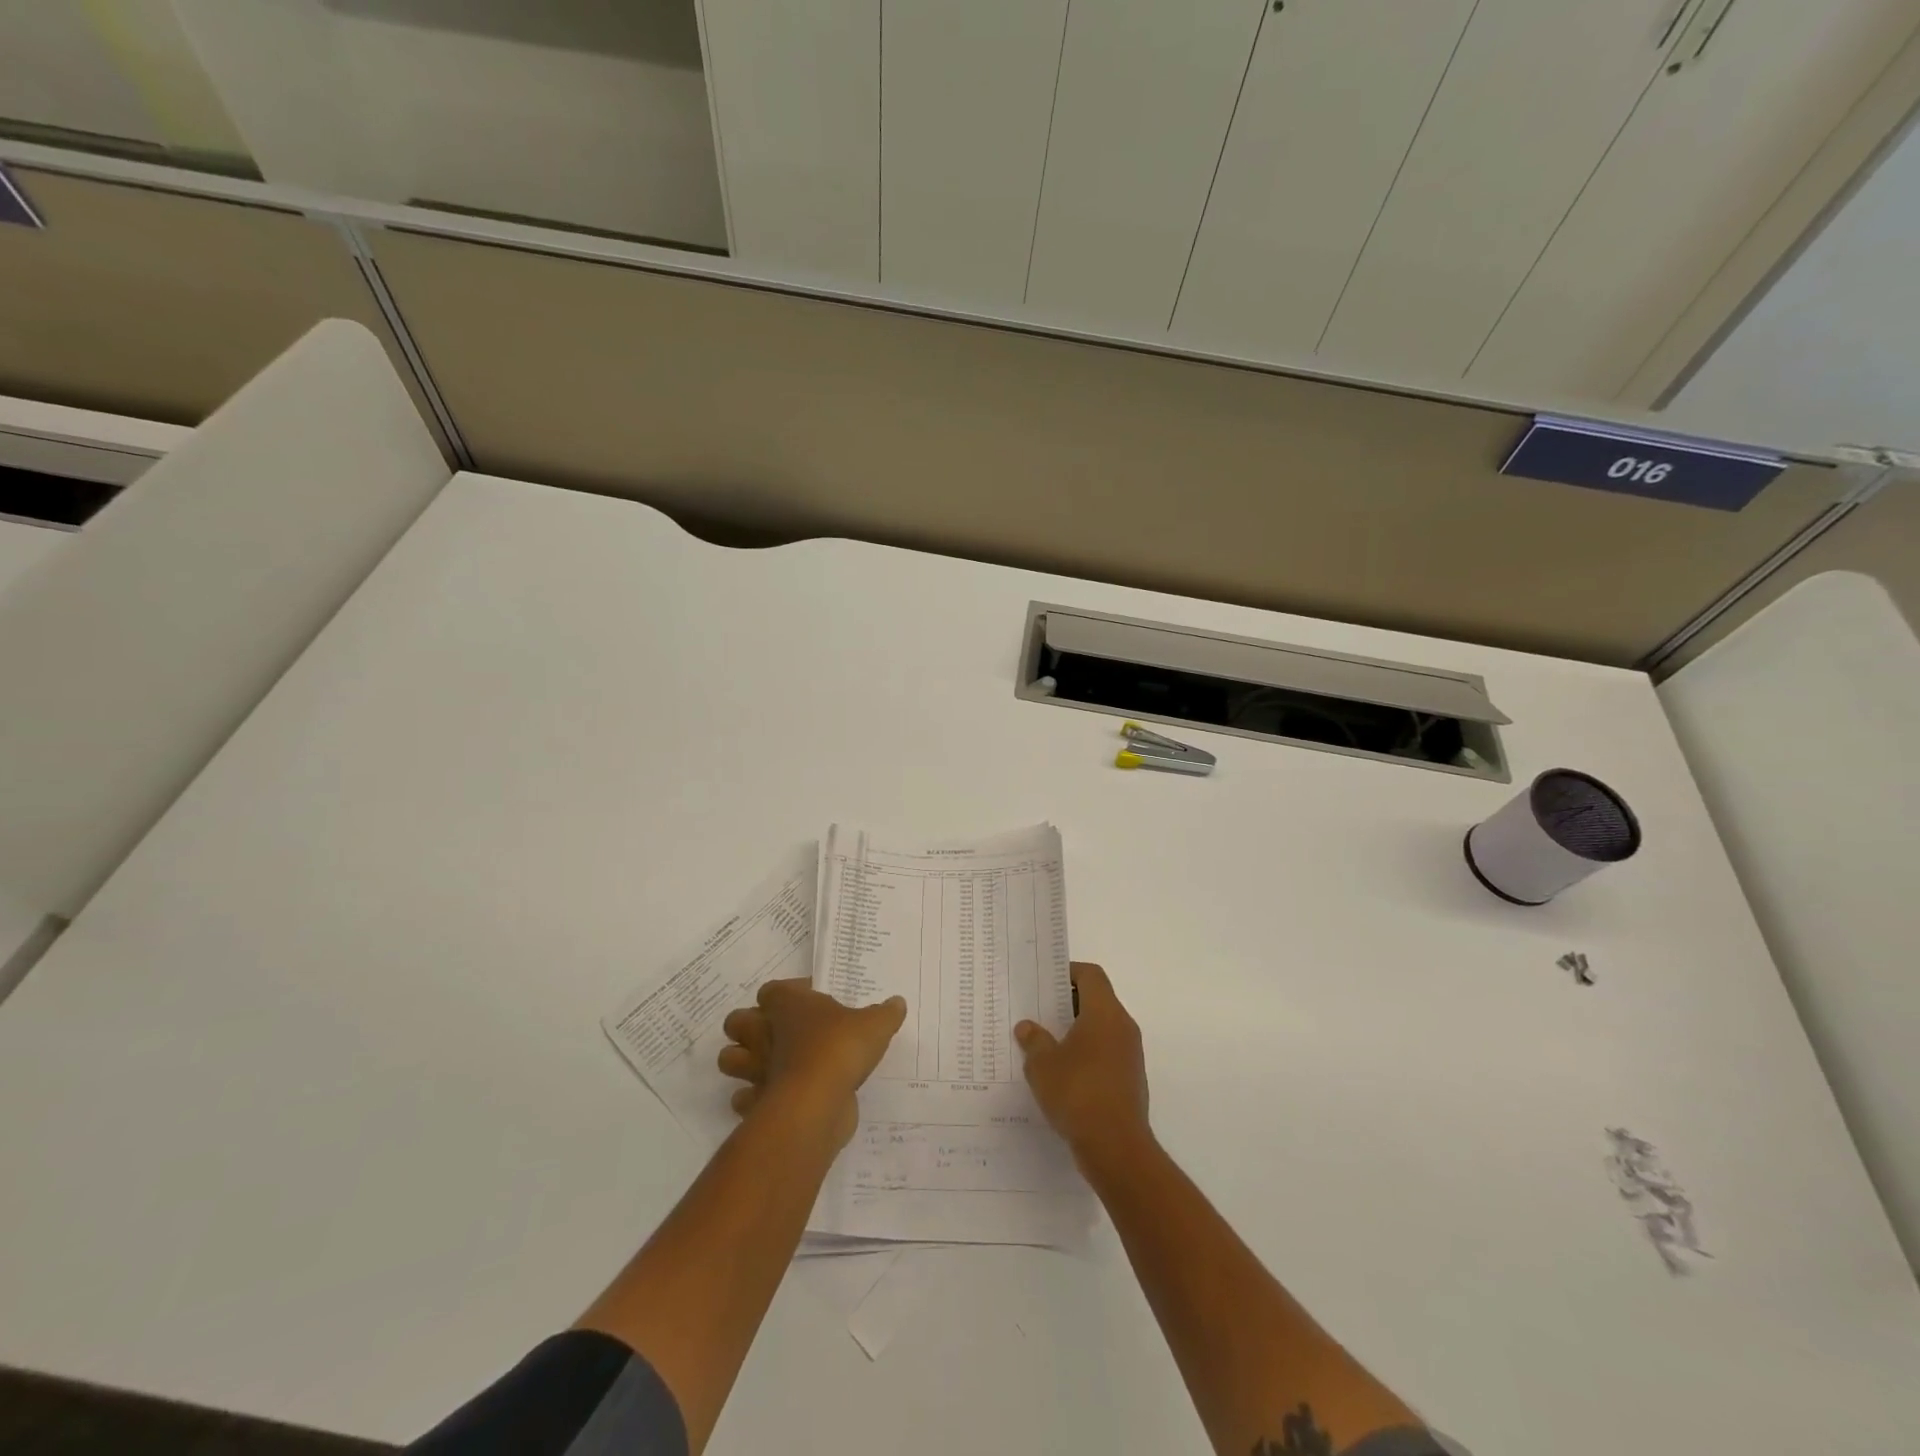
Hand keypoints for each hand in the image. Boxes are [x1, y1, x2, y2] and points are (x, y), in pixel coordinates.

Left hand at [718, 978, 906, 1145]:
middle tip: (780, 1034)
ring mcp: (755, 1069)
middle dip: (749, 1027)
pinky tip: (775, 1099)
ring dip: (743, 1063)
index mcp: (787, 1004)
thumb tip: (897, 1003)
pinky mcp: (756, 1102)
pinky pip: (743, 1099)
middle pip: (737, 1021)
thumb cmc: (841, 1048)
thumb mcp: (875, 1024)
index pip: (773, 990)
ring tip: (770, 1066)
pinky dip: (753, 1099)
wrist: (817, 1101)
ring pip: (729, 1060)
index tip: (812, 1001)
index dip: (789, 993)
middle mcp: (764, 1033)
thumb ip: (885, 1013)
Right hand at [1015, 962, 1150, 1169]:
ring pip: (1101, 1029)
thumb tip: (1028, 1027)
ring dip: (1076, 1032)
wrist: (1117, 1148)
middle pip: (1097, 1000)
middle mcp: (1123, 1027)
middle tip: (1038, 1012)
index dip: (1068, 972)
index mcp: (1105, 1013)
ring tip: (1044, 1044)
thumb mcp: (1042, 1064)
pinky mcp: (1130, 1080)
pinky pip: (1106, 1054)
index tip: (1044, 983)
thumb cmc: (1078, 1093)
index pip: (1090, 975)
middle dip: (1067, 1004)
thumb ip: (1034, 1040)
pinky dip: (1086, 1055)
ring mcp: (1130, 1055)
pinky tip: (1062, 1075)